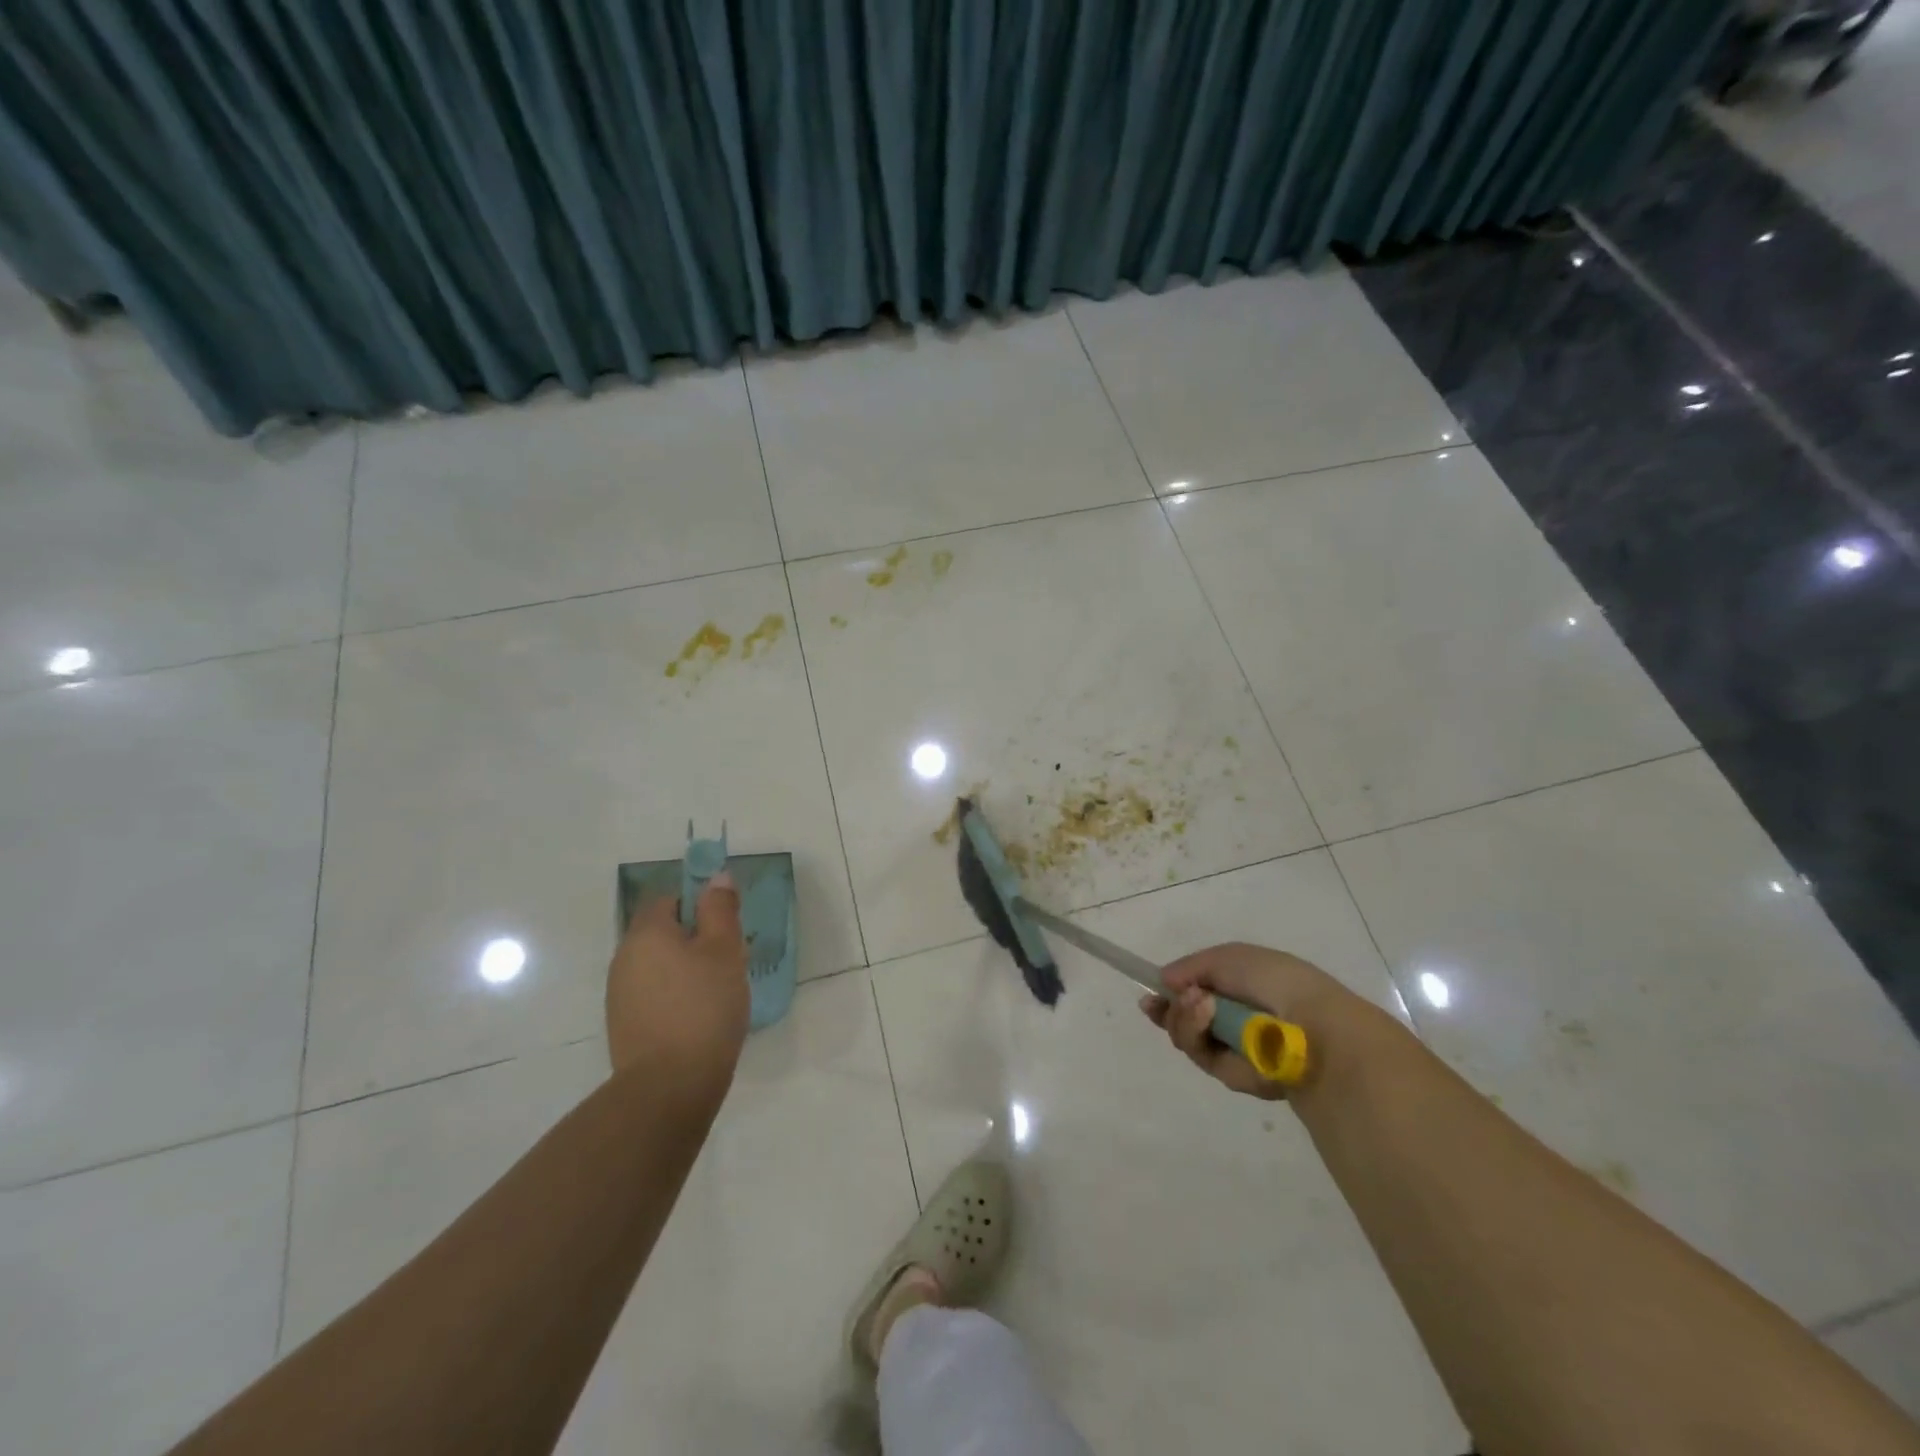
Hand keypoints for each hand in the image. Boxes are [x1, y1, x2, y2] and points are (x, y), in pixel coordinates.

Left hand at [607, 873, 749, 1084]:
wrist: (669, 1086)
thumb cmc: (703, 1006)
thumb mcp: (724, 949)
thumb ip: (720, 909)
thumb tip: (717, 878)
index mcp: (646, 933)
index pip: (668, 898)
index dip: (699, 904)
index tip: (726, 926)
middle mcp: (624, 957)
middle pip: (663, 932)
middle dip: (696, 939)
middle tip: (730, 959)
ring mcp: (620, 994)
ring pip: (659, 965)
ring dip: (687, 969)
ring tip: (719, 991)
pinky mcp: (625, 1025)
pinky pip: (655, 994)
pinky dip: (676, 996)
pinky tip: (700, 1017)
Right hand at [1140, 942, 1363, 1099]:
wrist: (1310, 1025)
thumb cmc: (1274, 980)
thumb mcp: (1228, 957)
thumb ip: (1191, 967)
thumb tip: (1164, 982)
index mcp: (1240, 989)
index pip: (1196, 993)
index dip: (1171, 994)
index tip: (1151, 994)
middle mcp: (1234, 1020)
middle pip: (1184, 1018)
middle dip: (1170, 1008)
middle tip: (1161, 1001)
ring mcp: (1232, 1049)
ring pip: (1186, 1036)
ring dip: (1182, 1017)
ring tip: (1198, 1003)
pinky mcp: (1231, 1075)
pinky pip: (1199, 1054)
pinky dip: (1195, 1033)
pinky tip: (1205, 1015)